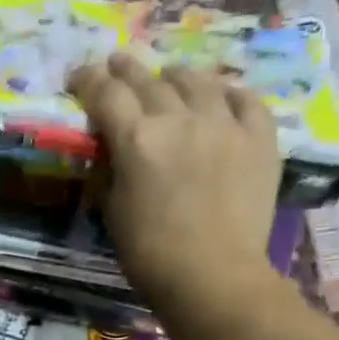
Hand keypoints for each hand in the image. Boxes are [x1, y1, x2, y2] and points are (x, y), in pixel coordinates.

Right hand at [66, 53, 282, 314]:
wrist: (213, 276)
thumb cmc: (149, 254)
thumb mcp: (112, 211)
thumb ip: (112, 170)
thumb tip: (113, 148)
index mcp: (136, 139)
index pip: (105, 94)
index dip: (87, 80)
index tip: (78, 76)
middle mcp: (179, 119)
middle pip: (148, 80)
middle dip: (126, 69)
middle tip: (116, 63)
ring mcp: (225, 124)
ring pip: (197, 81)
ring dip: (176, 76)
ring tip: (169, 77)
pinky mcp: (260, 138)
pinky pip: (245, 100)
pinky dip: (229, 93)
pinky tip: (222, 95)